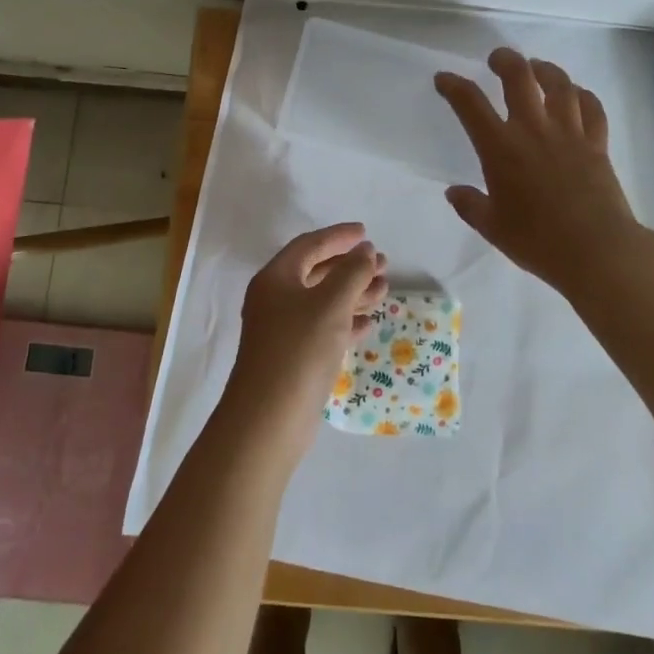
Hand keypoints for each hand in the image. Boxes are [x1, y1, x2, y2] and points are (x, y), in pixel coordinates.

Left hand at [224, 224, 388, 464]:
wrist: (268, 420)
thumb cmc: (299, 350)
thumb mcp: (331, 305)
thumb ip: (352, 273)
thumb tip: (365, 250)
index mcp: (276, 278)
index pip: (310, 245)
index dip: (339, 237)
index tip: (366, 233)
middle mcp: (275, 298)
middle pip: (317, 271)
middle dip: (350, 266)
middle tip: (382, 262)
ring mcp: (282, 329)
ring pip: (322, 300)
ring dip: (352, 292)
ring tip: (385, 288)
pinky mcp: (292, 356)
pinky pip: (322, 327)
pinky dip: (345, 320)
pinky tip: (368, 322)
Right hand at [435, 47, 641, 291]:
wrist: (596, 250)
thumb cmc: (537, 241)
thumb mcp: (493, 227)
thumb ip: (470, 206)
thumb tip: (454, 192)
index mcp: (500, 147)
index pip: (470, 103)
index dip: (453, 86)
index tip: (444, 79)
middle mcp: (533, 129)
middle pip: (519, 76)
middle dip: (504, 60)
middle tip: (497, 59)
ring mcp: (569, 133)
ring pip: (559, 84)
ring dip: (545, 69)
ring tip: (537, 68)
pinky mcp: (597, 143)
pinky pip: (592, 108)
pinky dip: (583, 95)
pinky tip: (577, 95)